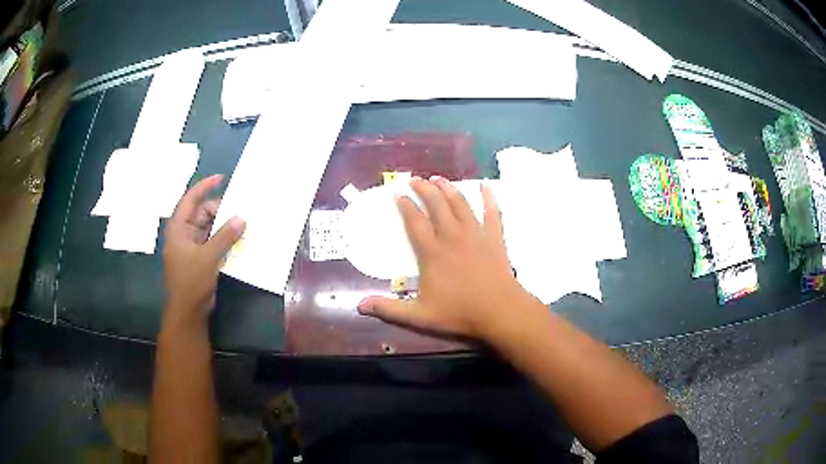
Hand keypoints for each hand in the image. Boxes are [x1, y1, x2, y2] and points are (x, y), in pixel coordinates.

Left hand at [162, 174, 244, 330]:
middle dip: (221, 210)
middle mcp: (184, 233)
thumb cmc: (191, 281)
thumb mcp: (208, 257)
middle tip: (241, 209)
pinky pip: (213, 241)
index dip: (205, 186)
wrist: (188, 311)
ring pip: (209, 227)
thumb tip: (241, 218)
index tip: (222, 178)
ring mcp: (192, 246)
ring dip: (224, 225)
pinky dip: (224, 239)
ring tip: (243, 223)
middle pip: (202, 213)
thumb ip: (225, 236)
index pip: (190, 199)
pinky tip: (238, 239)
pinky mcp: (200, 258)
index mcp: (179, 228)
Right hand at [358, 177, 534, 339]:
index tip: (398, 193)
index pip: (415, 222)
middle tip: (416, 179)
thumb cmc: (459, 312)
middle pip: (437, 205)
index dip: (406, 206)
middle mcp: (452, 237)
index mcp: (432, 252)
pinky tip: (485, 185)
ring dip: (449, 188)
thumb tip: (359, 306)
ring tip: (439, 178)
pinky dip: (489, 198)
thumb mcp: (419, 315)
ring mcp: (476, 234)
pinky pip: (493, 212)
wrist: (499, 311)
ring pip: (460, 204)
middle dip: (424, 189)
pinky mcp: (495, 238)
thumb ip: (389, 309)